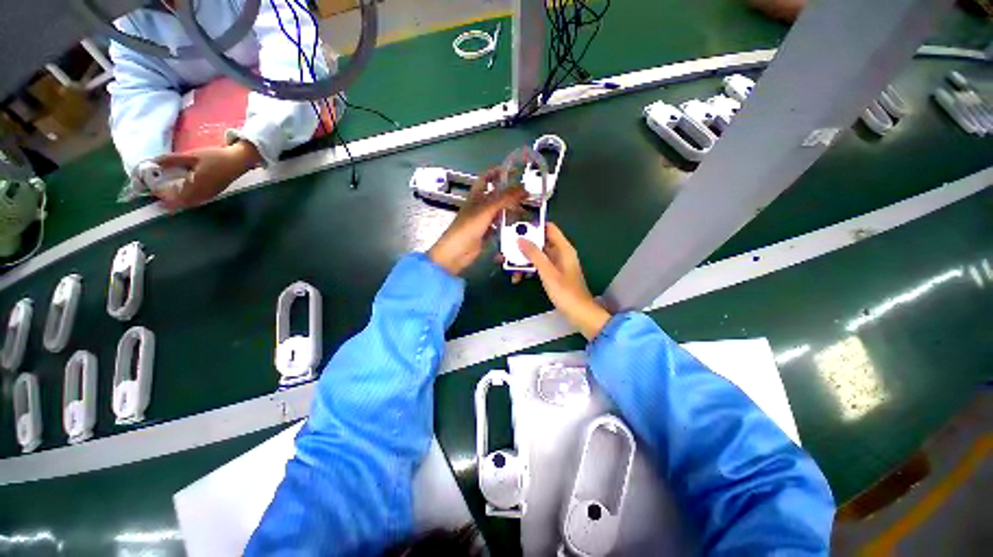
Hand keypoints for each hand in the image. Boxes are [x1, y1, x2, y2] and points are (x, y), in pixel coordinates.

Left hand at [152, 140, 261, 209]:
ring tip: (167, 192)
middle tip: (157, 191)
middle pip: (181, 203)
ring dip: (177, 200)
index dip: (162, 196)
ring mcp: (209, 195)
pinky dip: (186, 198)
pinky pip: (196, 200)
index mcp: (196, 186)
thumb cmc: (216, 157)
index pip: (174, 198)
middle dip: (168, 200)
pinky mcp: (213, 194)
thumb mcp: (192, 155)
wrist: (238, 161)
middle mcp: (202, 194)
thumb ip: (171, 160)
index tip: (151, 189)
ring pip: (189, 203)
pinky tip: (182, 191)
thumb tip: (152, 162)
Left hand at [428, 168, 526, 275]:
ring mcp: (484, 220)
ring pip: (500, 210)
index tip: (513, 171)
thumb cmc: (469, 227)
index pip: (487, 178)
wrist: (457, 251)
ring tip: (528, 208)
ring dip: (511, 209)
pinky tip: (520, 224)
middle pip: (497, 195)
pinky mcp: (488, 233)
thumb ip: (505, 198)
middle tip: (527, 193)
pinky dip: (509, 224)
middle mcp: (480, 205)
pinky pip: (500, 225)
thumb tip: (524, 188)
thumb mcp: (487, 209)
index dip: (498, 172)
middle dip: (510, 193)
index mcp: (476, 195)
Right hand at [518, 223, 611, 339]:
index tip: (517, 228)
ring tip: (508, 266)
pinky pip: (539, 267)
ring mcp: (557, 264)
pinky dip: (529, 269)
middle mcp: (560, 253)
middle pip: (540, 242)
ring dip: (524, 260)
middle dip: (524, 246)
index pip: (549, 228)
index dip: (534, 226)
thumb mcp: (548, 272)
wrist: (579, 314)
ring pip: (537, 256)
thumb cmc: (565, 292)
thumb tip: (520, 239)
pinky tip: (518, 277)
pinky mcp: (554, 274)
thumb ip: (534, 255)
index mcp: (563, 248)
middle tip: (507, 250)